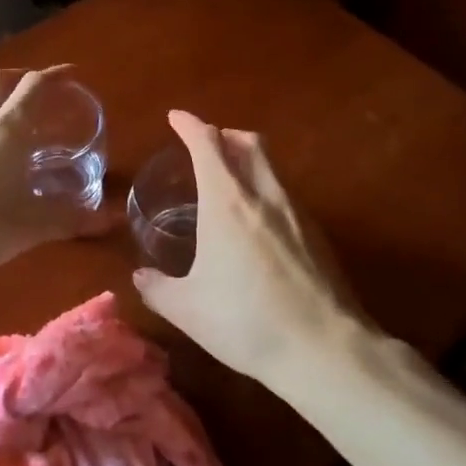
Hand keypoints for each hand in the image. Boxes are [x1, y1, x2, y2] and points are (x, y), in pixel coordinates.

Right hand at [131, 110, 371, 391]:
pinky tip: (259, 225)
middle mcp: (264, 196)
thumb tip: (141, 277)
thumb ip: (158, 288)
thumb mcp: (187, 309)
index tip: (176, 118)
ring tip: (230, 184)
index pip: (207, 143)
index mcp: (227, 202)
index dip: (189, 125)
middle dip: (225, 135)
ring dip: (249, 161)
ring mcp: (298, 213)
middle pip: (249, 142)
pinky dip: (267, 191)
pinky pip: (286, 195)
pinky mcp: (318, 235)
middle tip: (207, 146)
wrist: (324, 348)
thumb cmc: (245, 321)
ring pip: (272, 167)